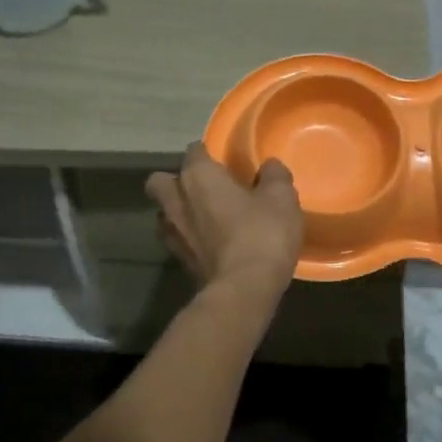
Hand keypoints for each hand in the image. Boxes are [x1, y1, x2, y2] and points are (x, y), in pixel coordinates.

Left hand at [146, 142, 303, 291]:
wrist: (244, 290)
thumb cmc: (261, 233)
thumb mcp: (281, 198)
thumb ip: (274, 176)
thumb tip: (270, 166)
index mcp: (198, 176)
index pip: (193, 151)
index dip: (207, 153)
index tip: (223, 161)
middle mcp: (177, 200)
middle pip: (160, 181)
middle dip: (175, 181)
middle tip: (203, 188)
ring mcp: (173, 234)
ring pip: (164, 213)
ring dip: (178, 211)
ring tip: (204, 217)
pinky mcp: (178, 261)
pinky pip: (177, 239)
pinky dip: (188, 238)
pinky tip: (210, 243)